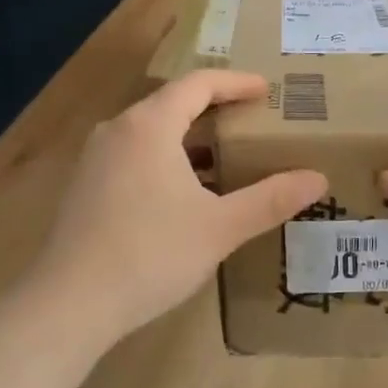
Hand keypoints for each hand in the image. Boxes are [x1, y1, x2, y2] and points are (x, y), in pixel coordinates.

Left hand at [27, 71, 326, 348]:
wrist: (69, 304)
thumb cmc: (151, 254)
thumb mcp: (220, 227)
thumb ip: (270, 199)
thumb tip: (318, 179)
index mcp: (149, 126)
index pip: (198, 84)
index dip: (236, 83)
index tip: (267, 90)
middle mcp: (118, 130)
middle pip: (173, 103)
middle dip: (214, 108)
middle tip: (252, 120)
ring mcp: (96, 158)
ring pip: (151, 132)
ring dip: (190, 137)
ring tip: (225, 155)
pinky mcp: (86, 186)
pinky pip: (135, 155)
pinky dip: (167, 159)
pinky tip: (186, 192)